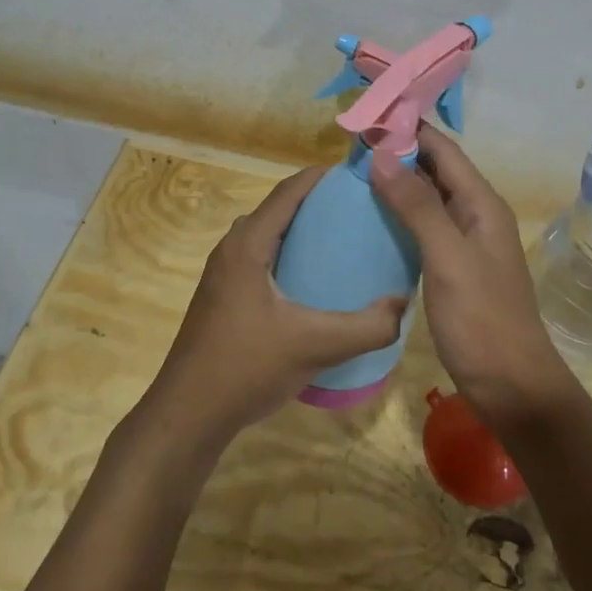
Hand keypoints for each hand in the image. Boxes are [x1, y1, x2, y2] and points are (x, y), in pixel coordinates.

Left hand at [144, 167, 407, 446]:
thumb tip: (403, 305)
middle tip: (362, 211)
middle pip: (279, 209)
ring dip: (303, 231)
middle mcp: (231, 249)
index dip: (323, 177)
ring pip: (269, 235)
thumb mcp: (315, 346)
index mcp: (247, 244)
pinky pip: (262, 258)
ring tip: (345, 242)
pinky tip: (314, 283)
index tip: (360, 176)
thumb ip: (366, 327)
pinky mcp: (223, 296)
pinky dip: (289, 255)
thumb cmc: (246, 367)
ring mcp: (223, 273)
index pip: (288, 191)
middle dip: (319, 203)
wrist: (187, 414)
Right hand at [369, 123, 573, 432]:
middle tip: (350, 146)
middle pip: (437, 169)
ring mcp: (466, 242)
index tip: (366, 116)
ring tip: (354, 174)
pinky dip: (401, 214)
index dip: (408, 129)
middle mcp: (476, 215)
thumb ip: (417, 206)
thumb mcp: (448, 258)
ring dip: (397, 182)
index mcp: (482, 204)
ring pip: (429, 197)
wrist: (511, 385)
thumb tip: (382, 153)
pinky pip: (425, 226)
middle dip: (399, 152)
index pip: (443, 150)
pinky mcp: (454, 266)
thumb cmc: (481, 319)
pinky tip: (374, 218)